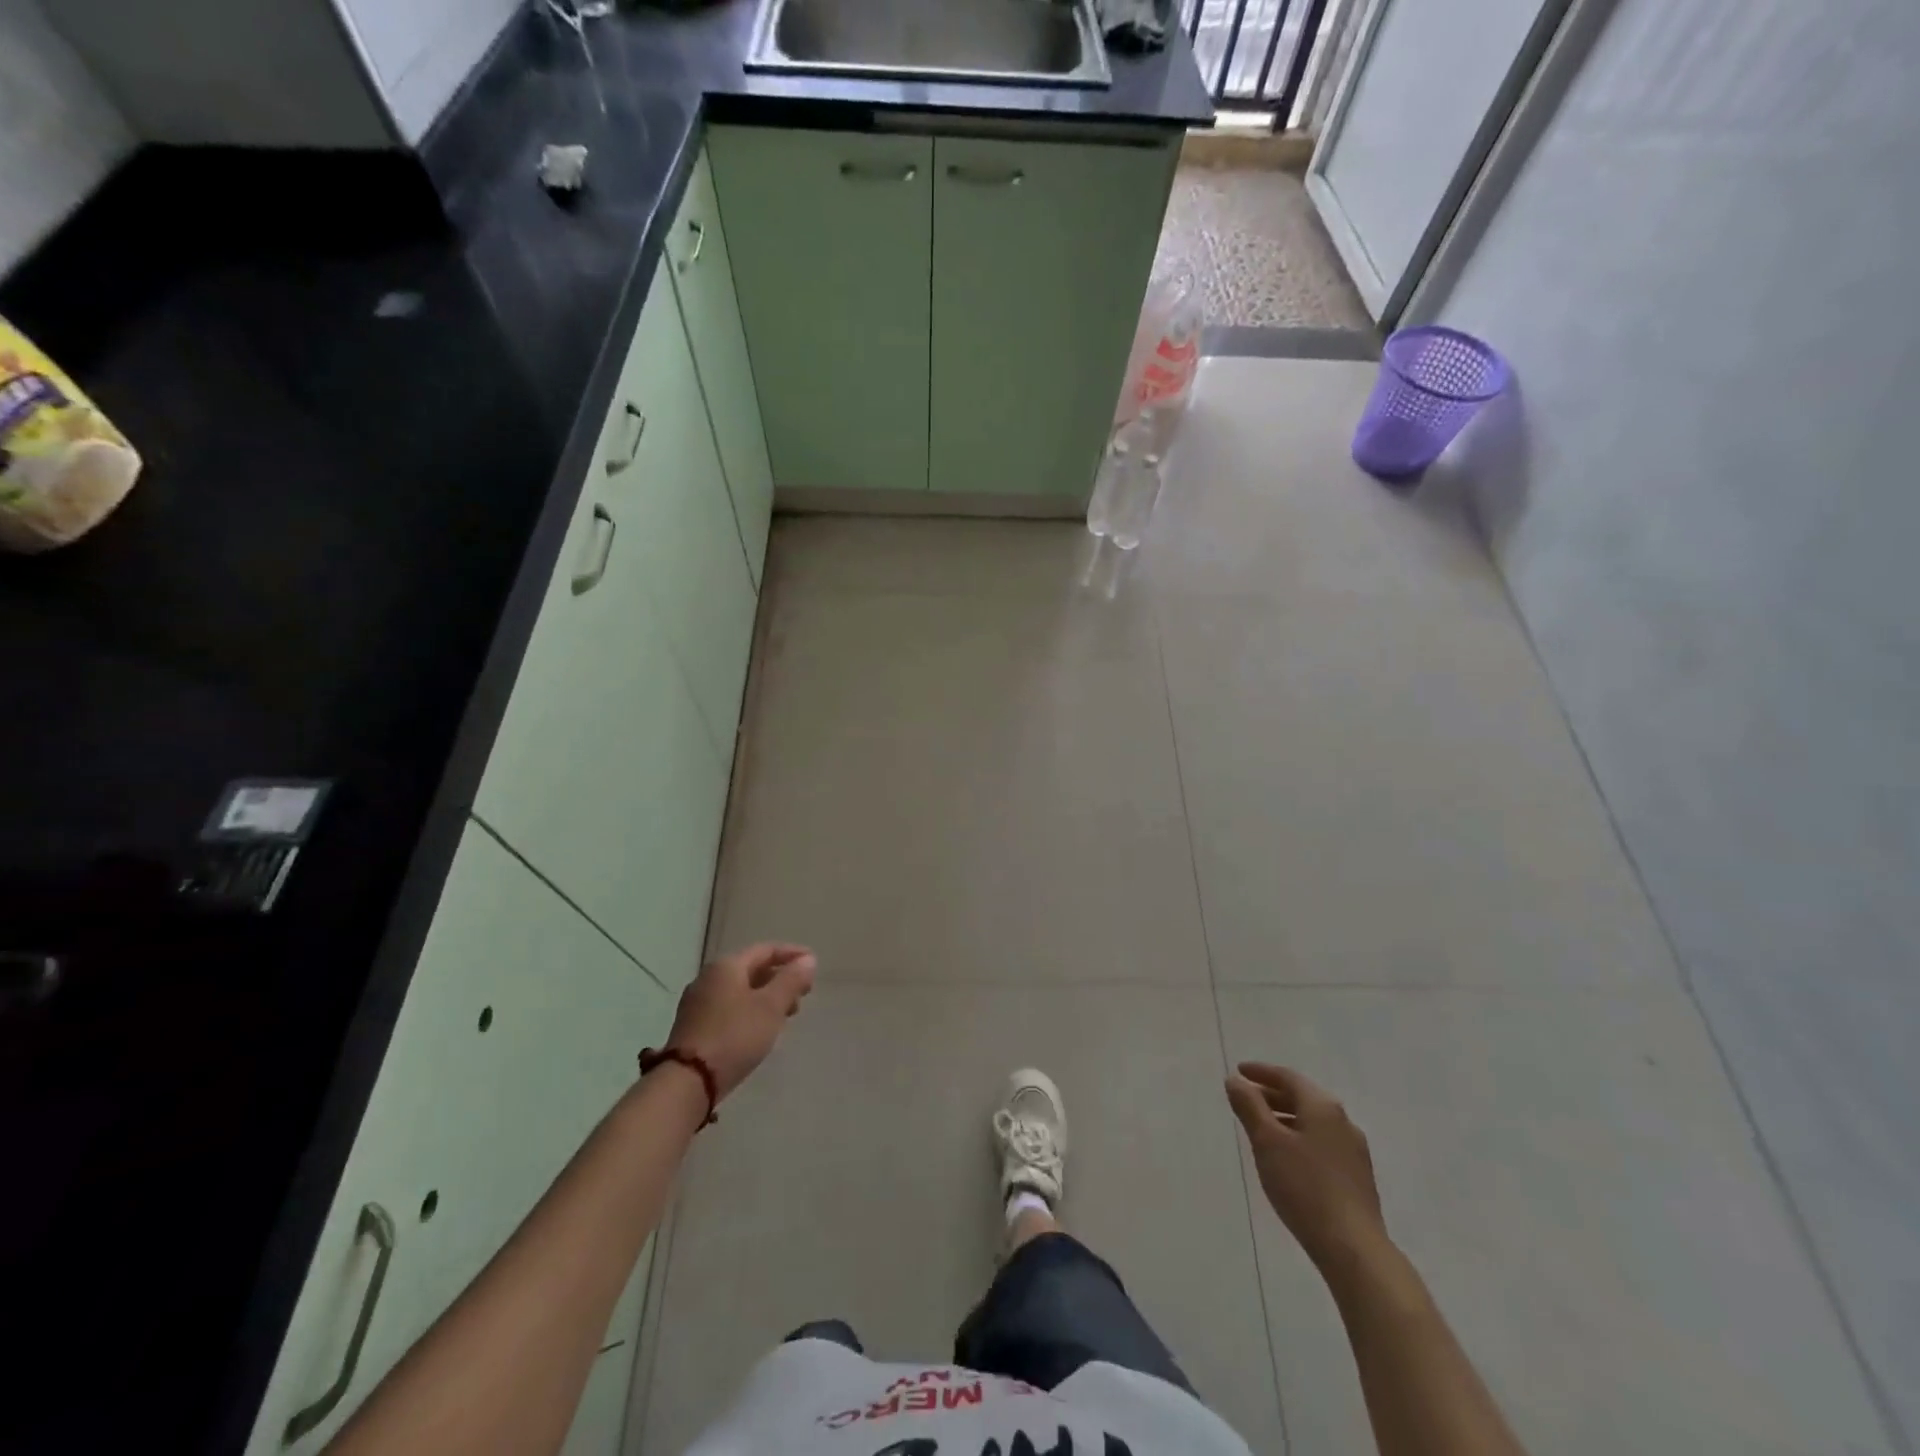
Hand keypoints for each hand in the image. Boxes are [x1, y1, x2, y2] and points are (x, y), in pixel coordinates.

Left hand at [665, 942, 816, 1100]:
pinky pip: (729, 1007)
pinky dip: (750, 1010)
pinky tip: (760, 1029)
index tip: (813, 964)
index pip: (765, 949)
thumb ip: (791, 981)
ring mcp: (697, 1002)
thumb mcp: (771, 1007)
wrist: (687, 1082)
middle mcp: (708, 978)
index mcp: (726, 966)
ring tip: (786, 1015)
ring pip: (740, 990)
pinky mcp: (693, 1026)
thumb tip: (808, 960)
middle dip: (780, 978)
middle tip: (803, 995)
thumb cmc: (735, 1036)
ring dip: (766, 997)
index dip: (792, 954)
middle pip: (751, 969)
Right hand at [1227, 1062, 1389, 1275]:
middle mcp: (1343, 1122)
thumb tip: (1235, 1080)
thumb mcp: (1267, 1142)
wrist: (1353, 1248)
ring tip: (1261, 1128)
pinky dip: (1299, 1137)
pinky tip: (1287, 1157)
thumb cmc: (1304, 1187)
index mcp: (1322, 1107)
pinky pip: (1321, 1142)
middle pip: (1302, 1098)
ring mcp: (1354, 1151)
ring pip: (1313, 1122)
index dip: (1261, 1072)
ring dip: (1285, 1117)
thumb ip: (1249, 1106)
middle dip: (1272, 1095)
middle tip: (1245, 1098)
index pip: (1288, 1077)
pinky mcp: (1357, 1177)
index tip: (1239, 1071)